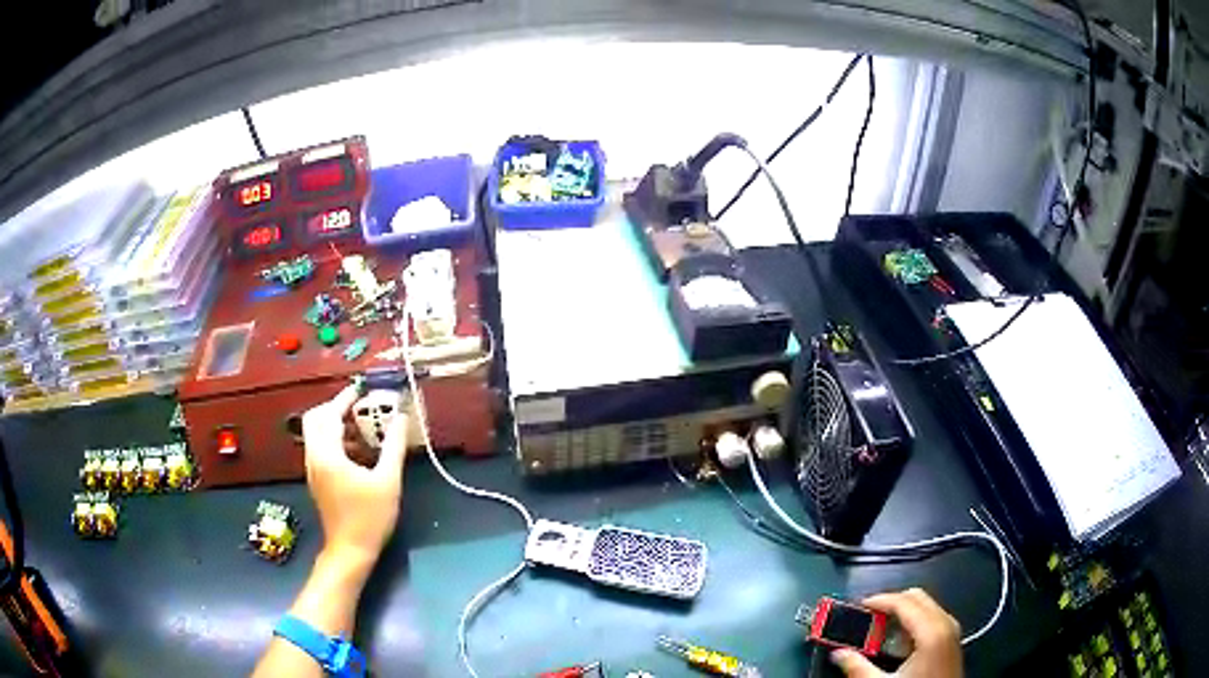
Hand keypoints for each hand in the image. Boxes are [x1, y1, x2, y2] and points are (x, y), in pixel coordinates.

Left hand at [302, 385, 408, 571]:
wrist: (350, 550)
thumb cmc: (370, 517)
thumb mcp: (388, 481)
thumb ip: (393, 447)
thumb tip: (401, 419)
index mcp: (328, 454)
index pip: (329, 415)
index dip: (344, 399)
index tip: (361, 390)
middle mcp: (315, 457)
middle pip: (315, 419)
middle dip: (334, 408)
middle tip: (358, 407)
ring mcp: (313, 470)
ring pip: (316, 434)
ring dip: (335, 425)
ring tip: (362, 428)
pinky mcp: (317, 480)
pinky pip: (320, 449)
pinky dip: (335, 441)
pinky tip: (358, 452)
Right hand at [831, 588, 962, 677]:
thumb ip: (858, 666)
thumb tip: (839, 654)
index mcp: (932, 630)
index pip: (903, 601)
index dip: (879, 600)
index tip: (861, 605)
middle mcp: (946, 625)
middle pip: (917, 597)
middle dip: (891, 603)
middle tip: (868, 616)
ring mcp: (952, 632)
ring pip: (926, 606)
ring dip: (902, 613)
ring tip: (880, 630)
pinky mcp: (952, 641)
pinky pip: (933, 618)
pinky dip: (914, 622)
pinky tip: (899, 641)